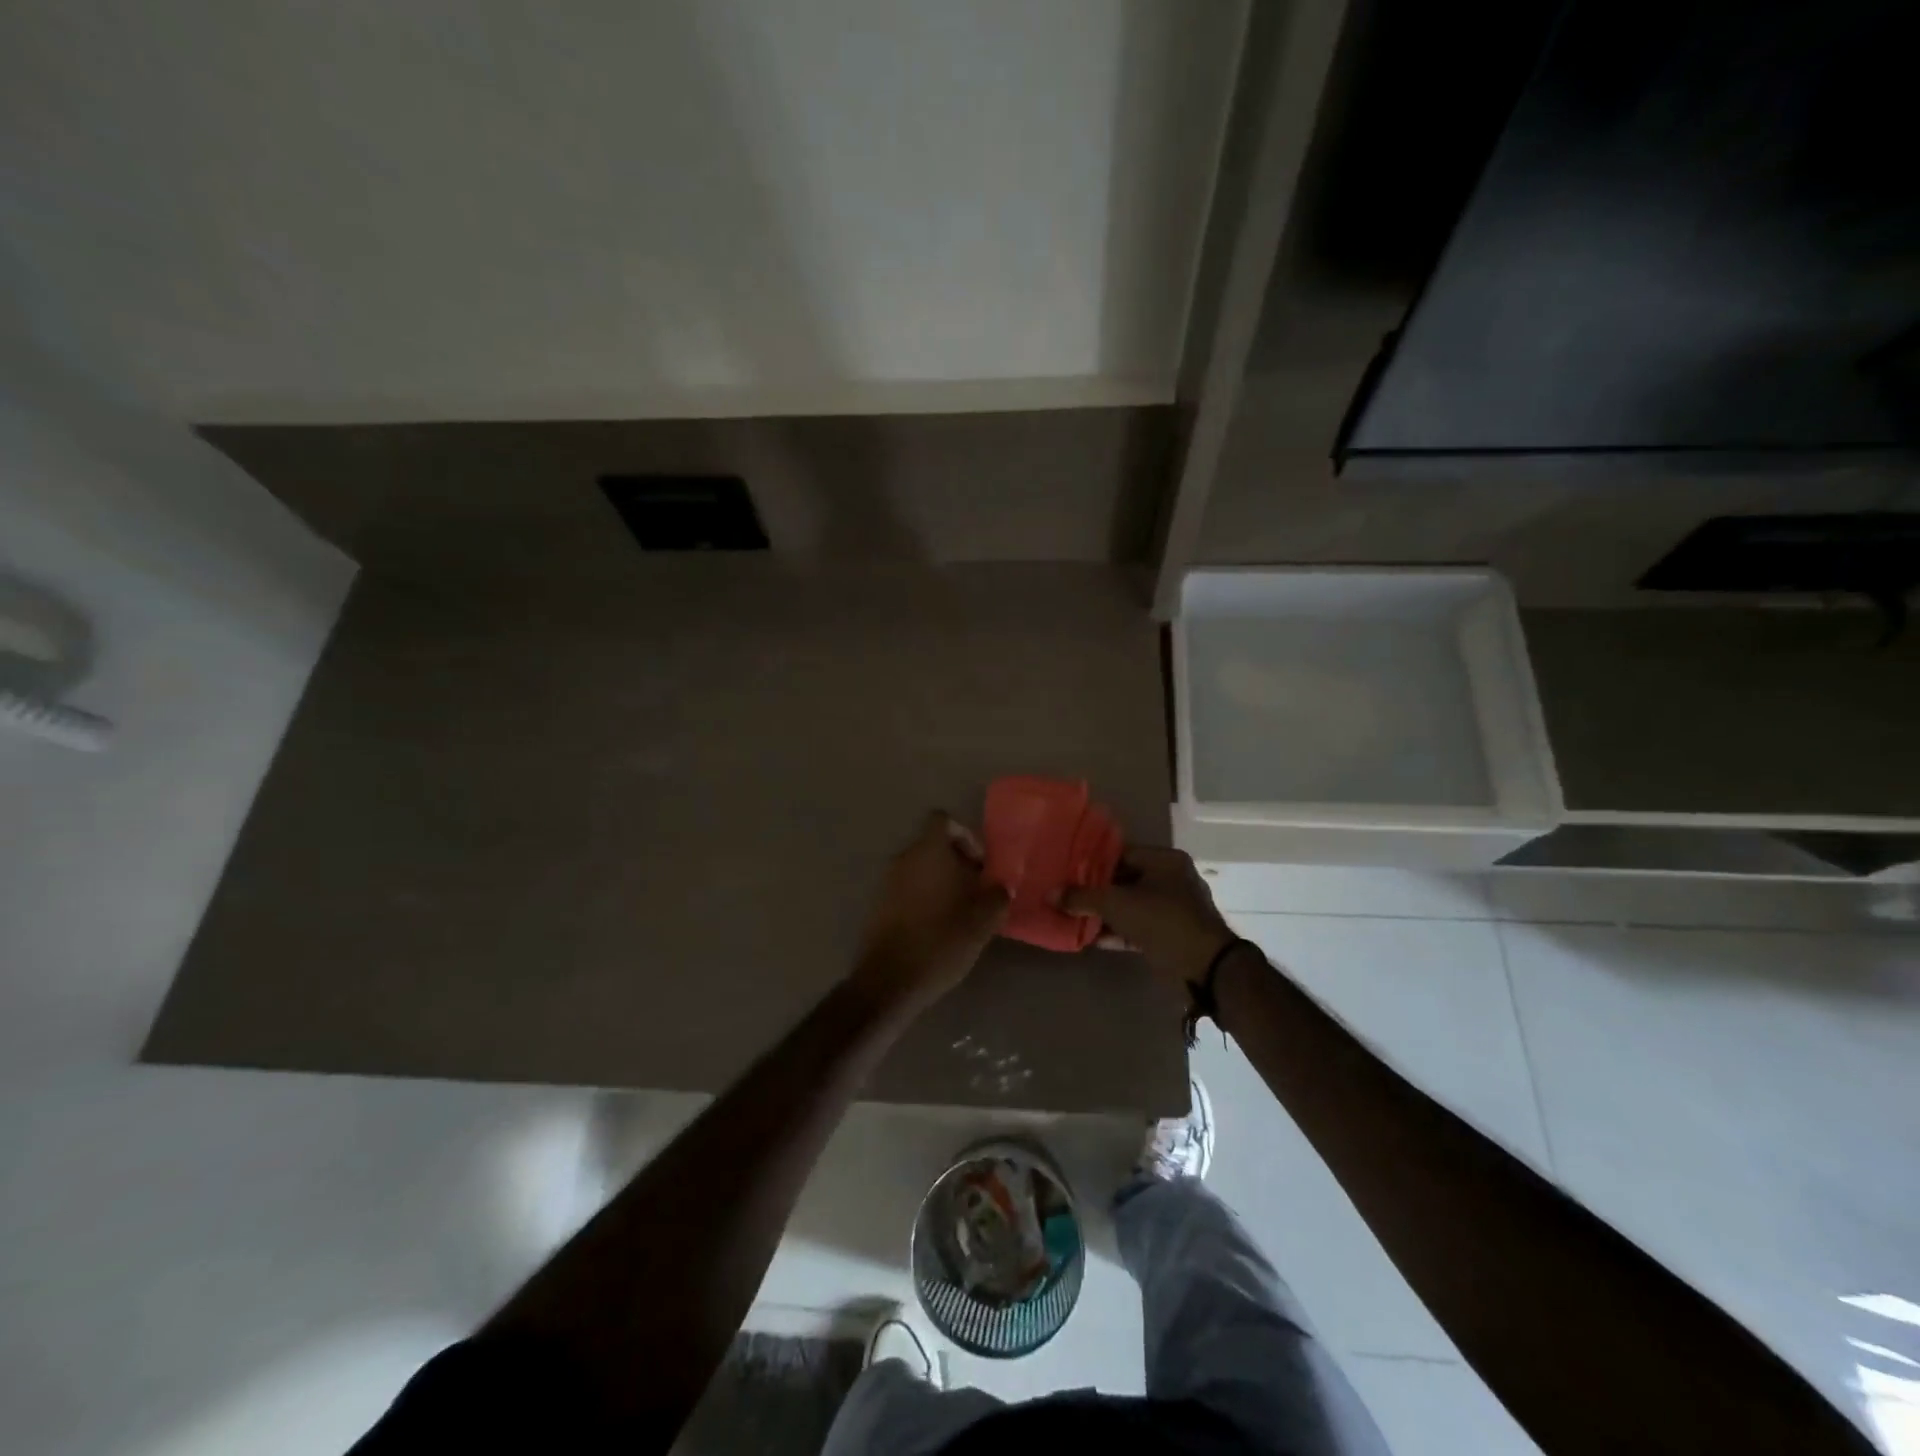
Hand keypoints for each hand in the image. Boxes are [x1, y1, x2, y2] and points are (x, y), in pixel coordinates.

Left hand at [851, 812, 1009, 1014]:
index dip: (965, 835)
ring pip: (920, 869)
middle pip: (932, 845)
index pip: (943, 820)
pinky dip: (923, 899)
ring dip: (940, 882)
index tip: (979, 864)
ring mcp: (886, 881)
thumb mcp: (983, 920)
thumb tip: (1001, 886)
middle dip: (956, 863)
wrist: (890, 980)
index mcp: (928, 851)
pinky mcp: (878, 905)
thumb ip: (997, 895)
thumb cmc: (942, 941)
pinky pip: (906, 889)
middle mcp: (903, 858)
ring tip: (960, 913)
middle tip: (976, 891)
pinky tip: (938, 928)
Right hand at [1062, 846, 1235, 986]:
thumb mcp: (1117, 904)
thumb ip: (1082, 897)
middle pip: (1124, 880)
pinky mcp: (1171, 936)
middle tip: (1066, 894)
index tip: (1067, 871)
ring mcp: (1173, 909)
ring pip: (1130, 906)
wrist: (1206, 968)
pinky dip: (1116, 932)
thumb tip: (1050, 894)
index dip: (1092, 862)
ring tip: (1072, 917)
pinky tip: (1089, 938)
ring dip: (1104, 914)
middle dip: (1095, 890)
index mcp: (1164, 861)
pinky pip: (1137, 928)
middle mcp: (1171, 879)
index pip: (1121, 853)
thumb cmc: (1162, 920)